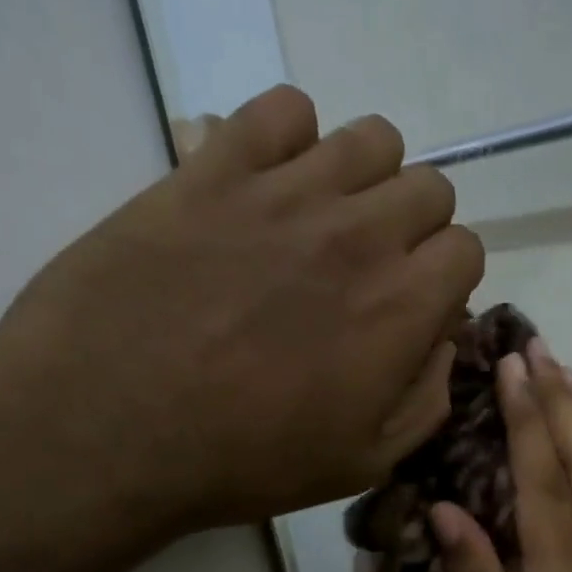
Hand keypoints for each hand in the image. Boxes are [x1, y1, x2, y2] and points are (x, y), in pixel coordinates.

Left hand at [0, 85, 481, 545]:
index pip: (466, 248)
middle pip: (429, 187)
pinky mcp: (213, 169)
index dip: (446, 280)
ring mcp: (285, 192)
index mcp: (402, 306)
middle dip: (416, 227)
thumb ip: (426, 398)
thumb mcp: (364, 462)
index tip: (414, 308)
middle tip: (371, 268)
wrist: (106, 431)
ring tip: (326, 219)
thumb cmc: (246, 460)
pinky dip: (292, 134)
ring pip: (372, 139)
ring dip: (367, 177)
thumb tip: (443, 341)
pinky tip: (269, 181)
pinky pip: (283, 108)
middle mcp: (360, 234)